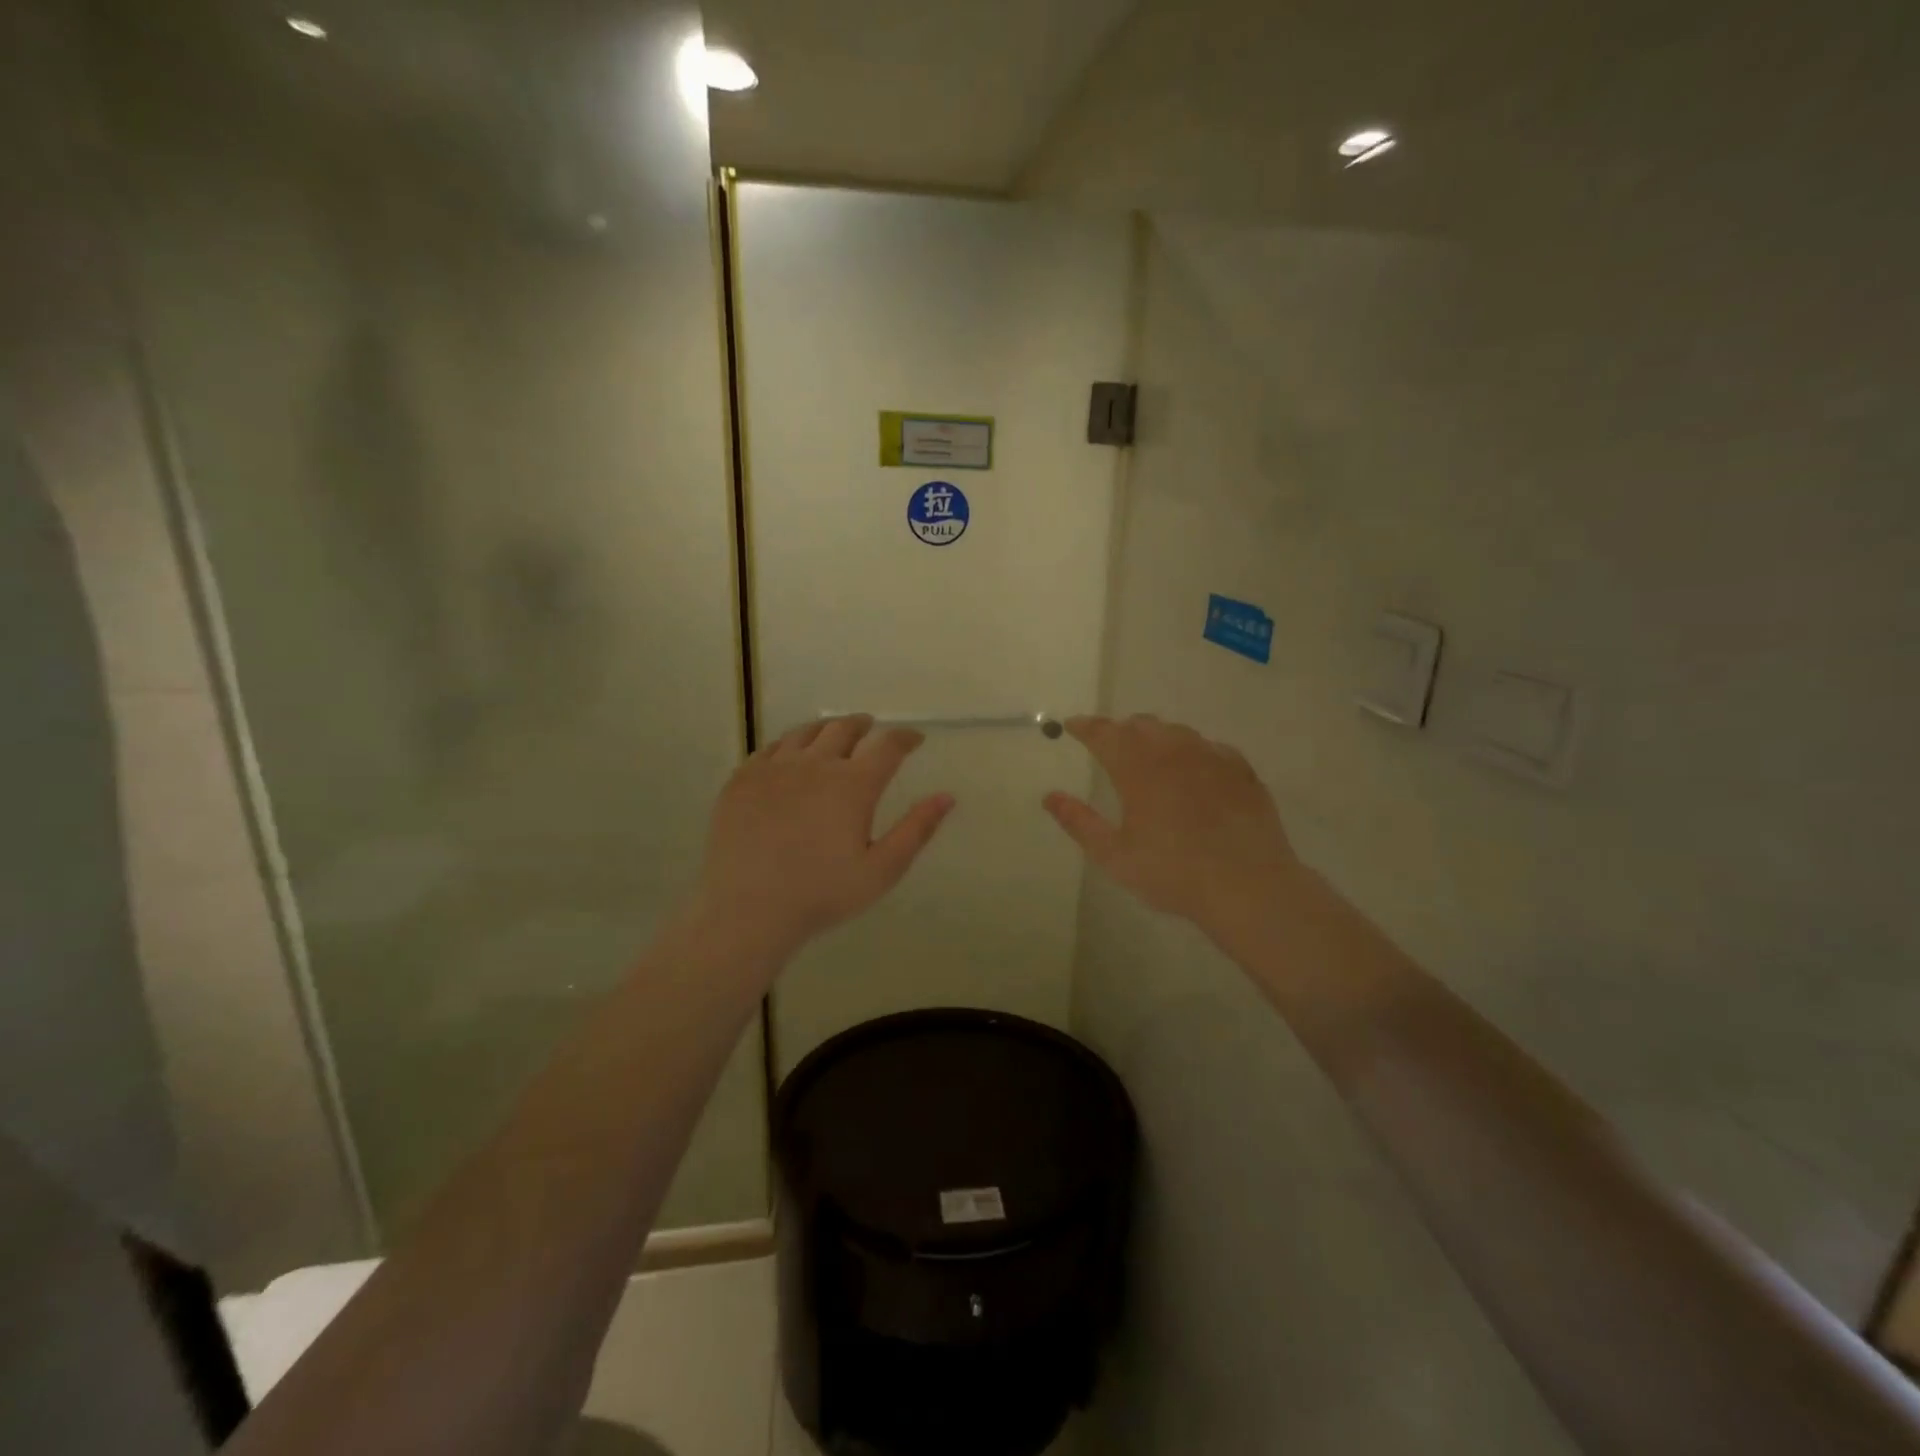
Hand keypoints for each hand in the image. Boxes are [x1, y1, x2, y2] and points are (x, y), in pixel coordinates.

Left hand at [692, 715, 954, 957]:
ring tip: (832, 734)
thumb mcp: (882, 870)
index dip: (905, 738)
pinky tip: (790, 754)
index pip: (888, 746)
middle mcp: (815, 764)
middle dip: (863, 725)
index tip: (914, 739)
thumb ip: (917, 830)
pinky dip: (789, 744)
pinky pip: (771, 748)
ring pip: (805, 732)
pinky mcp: (743, 779)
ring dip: (826, 729)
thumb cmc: (822, 894)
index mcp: (853, 784)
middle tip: (870, 728)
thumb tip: (947, 797)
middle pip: (844, 729)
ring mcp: (775, 768)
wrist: (747, 909)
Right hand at [1044, 715, 1300, 934]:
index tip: (1072, 726)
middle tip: (1109, 744)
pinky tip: (1193, 769)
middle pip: (1140, 725)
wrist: (1247, 885)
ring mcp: (1211, 757)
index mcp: (1137, 768)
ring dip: (1155, 736)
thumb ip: (1079, 822)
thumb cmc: (1172, 873)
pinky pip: (1209, 747)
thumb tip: (1050, 797)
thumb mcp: (1114, 855)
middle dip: (1120, 730)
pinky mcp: (1241, 770)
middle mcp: (1173, 751)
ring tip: (1149, 754)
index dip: (1086, 727)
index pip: (1104, 733)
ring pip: (1176, 731)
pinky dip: (1191, 751)